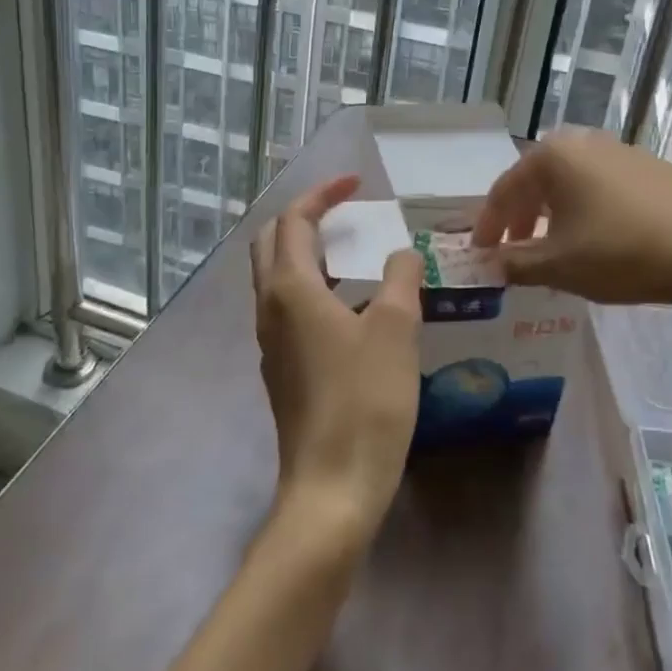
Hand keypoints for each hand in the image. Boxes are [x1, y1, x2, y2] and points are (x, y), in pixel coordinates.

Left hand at [251, 174, 422, 542]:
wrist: (333, 487)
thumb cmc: (365, 400)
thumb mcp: (395, 328)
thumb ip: (399, 278)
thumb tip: (400, 254)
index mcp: (291, 289)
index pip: (294, 221)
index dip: (323, 194)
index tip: (356, 183)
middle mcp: (271, 309)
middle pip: (272, 243)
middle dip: (303, 217)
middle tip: (344, 210)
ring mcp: (272, 343)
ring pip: (277, 278)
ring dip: (306, 252)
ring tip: (351, 250)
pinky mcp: (283, 370)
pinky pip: (289, 308)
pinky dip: (312, 285)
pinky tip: (351, 304)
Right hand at [470, 128, 671, 306]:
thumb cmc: (620, 252)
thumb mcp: (558, 265)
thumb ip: (514, 263)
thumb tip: (488, 264)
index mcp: (552, 156)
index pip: (504, 190)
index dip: (488, 225)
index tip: (479, 254)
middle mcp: (582, 141)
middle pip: (536, 180)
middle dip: (520, 217)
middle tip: (513, 251)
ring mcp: (618, 150)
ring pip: (569, 182)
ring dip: (552, 214)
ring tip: (552, 248)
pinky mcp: (648, 166)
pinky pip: (599, 185)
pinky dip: (584, 209)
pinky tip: (595, 237)